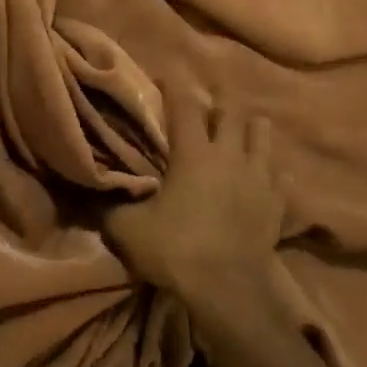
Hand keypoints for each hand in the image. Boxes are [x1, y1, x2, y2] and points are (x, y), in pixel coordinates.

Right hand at [104, 86, 287, 325]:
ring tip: (241, 132)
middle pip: (232, 112)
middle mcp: (230, 156)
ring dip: (251, 128)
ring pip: (264, 135)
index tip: (167, 75)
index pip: (185, 106)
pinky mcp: (278, 203)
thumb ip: (107, 206)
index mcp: (194, 154)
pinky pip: (282, 176)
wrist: (227, 291)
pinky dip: (272, 171)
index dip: (175, 86)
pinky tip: (264, 177)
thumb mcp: (127, 229)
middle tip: (208, 103)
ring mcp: (260, 178)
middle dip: (220, 102)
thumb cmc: (175, 250)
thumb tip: (85, 192)